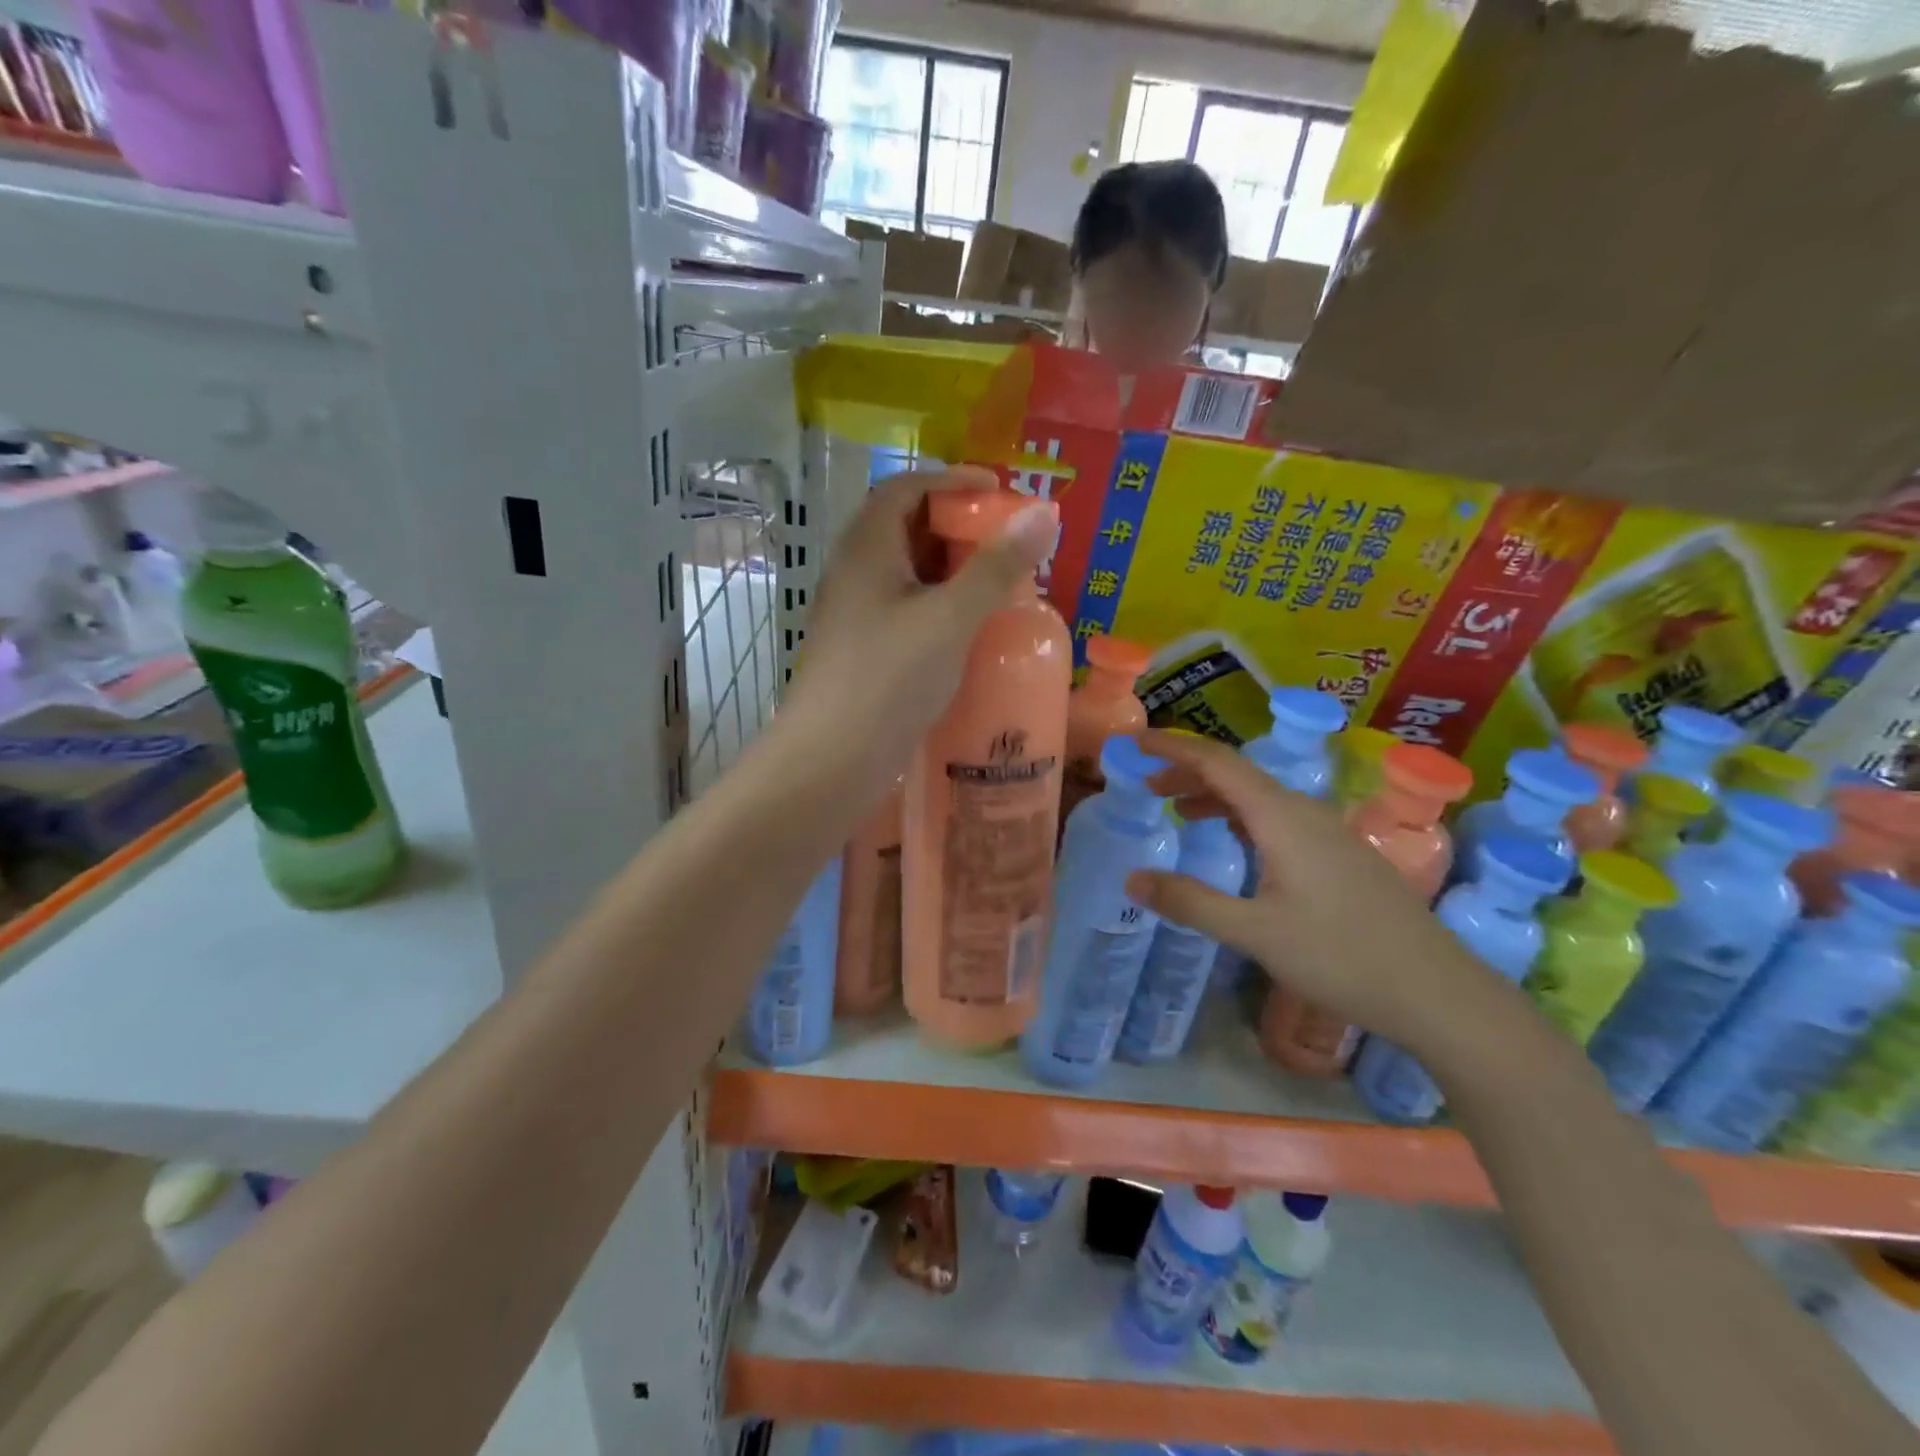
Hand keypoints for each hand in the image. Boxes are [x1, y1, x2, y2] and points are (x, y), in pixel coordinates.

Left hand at [779, 465, 1054, 796]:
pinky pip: (906, 610)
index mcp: (866, 548)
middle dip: (958, 526)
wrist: (830, 761)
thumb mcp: (950, 618)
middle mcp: (855, 573)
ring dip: (951, 570)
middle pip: (906, 528)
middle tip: (1007, 540)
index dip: (952, 480)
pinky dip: (940, 606)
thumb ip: (996, 567)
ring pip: (908, 574)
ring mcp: (856, 614)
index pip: (905, 488)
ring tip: (999, 582)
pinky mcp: (865, 651)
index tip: (998, 491)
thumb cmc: (888, 680)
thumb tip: (1044, 513)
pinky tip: (970, 629)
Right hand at [1125, 729, 1494, 1053]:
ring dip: (1215, 796)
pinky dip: (1241, 818)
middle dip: (1188, 773)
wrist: (1436, 992)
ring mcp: (1328, 832)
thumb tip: (1132, 878)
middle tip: (1146, 787)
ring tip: (1178, 811)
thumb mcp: (1254, 932)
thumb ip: (1190, 902)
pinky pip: (1278, 817)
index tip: (1134, 742)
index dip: (1173, 747)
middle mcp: (1305, 812)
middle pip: (1237, 774)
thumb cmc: (1340, 957)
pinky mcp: (1340, 855)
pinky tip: (1235, 843)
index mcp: (1281, 817)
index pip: (1217, 762)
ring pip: (1260, 797)